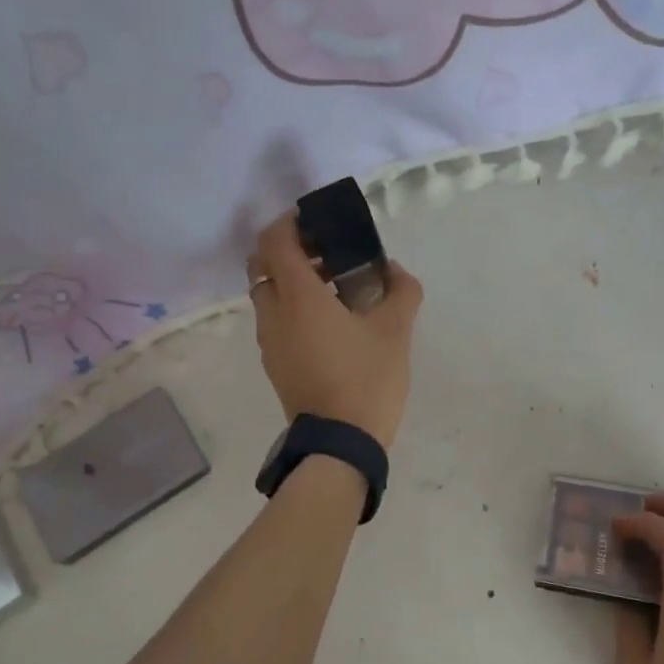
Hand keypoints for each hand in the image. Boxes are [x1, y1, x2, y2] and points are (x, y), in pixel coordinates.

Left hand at [248, 214, 423, 448]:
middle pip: (263, 263)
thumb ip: (401, 291)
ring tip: (332, 286)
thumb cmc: (366, 379)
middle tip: (325, 251)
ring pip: (267, 293)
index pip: (276, 240)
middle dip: (288, 249)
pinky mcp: (273, 363)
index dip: (291, 221)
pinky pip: (273, 319)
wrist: (340, 444)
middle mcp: (273, 312)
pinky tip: (326, 321)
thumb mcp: (396, 331)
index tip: (317, 219)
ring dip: (290, 279)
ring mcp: (268, 340)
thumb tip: (394, 271)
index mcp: (298, 296)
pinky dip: (290, 306)